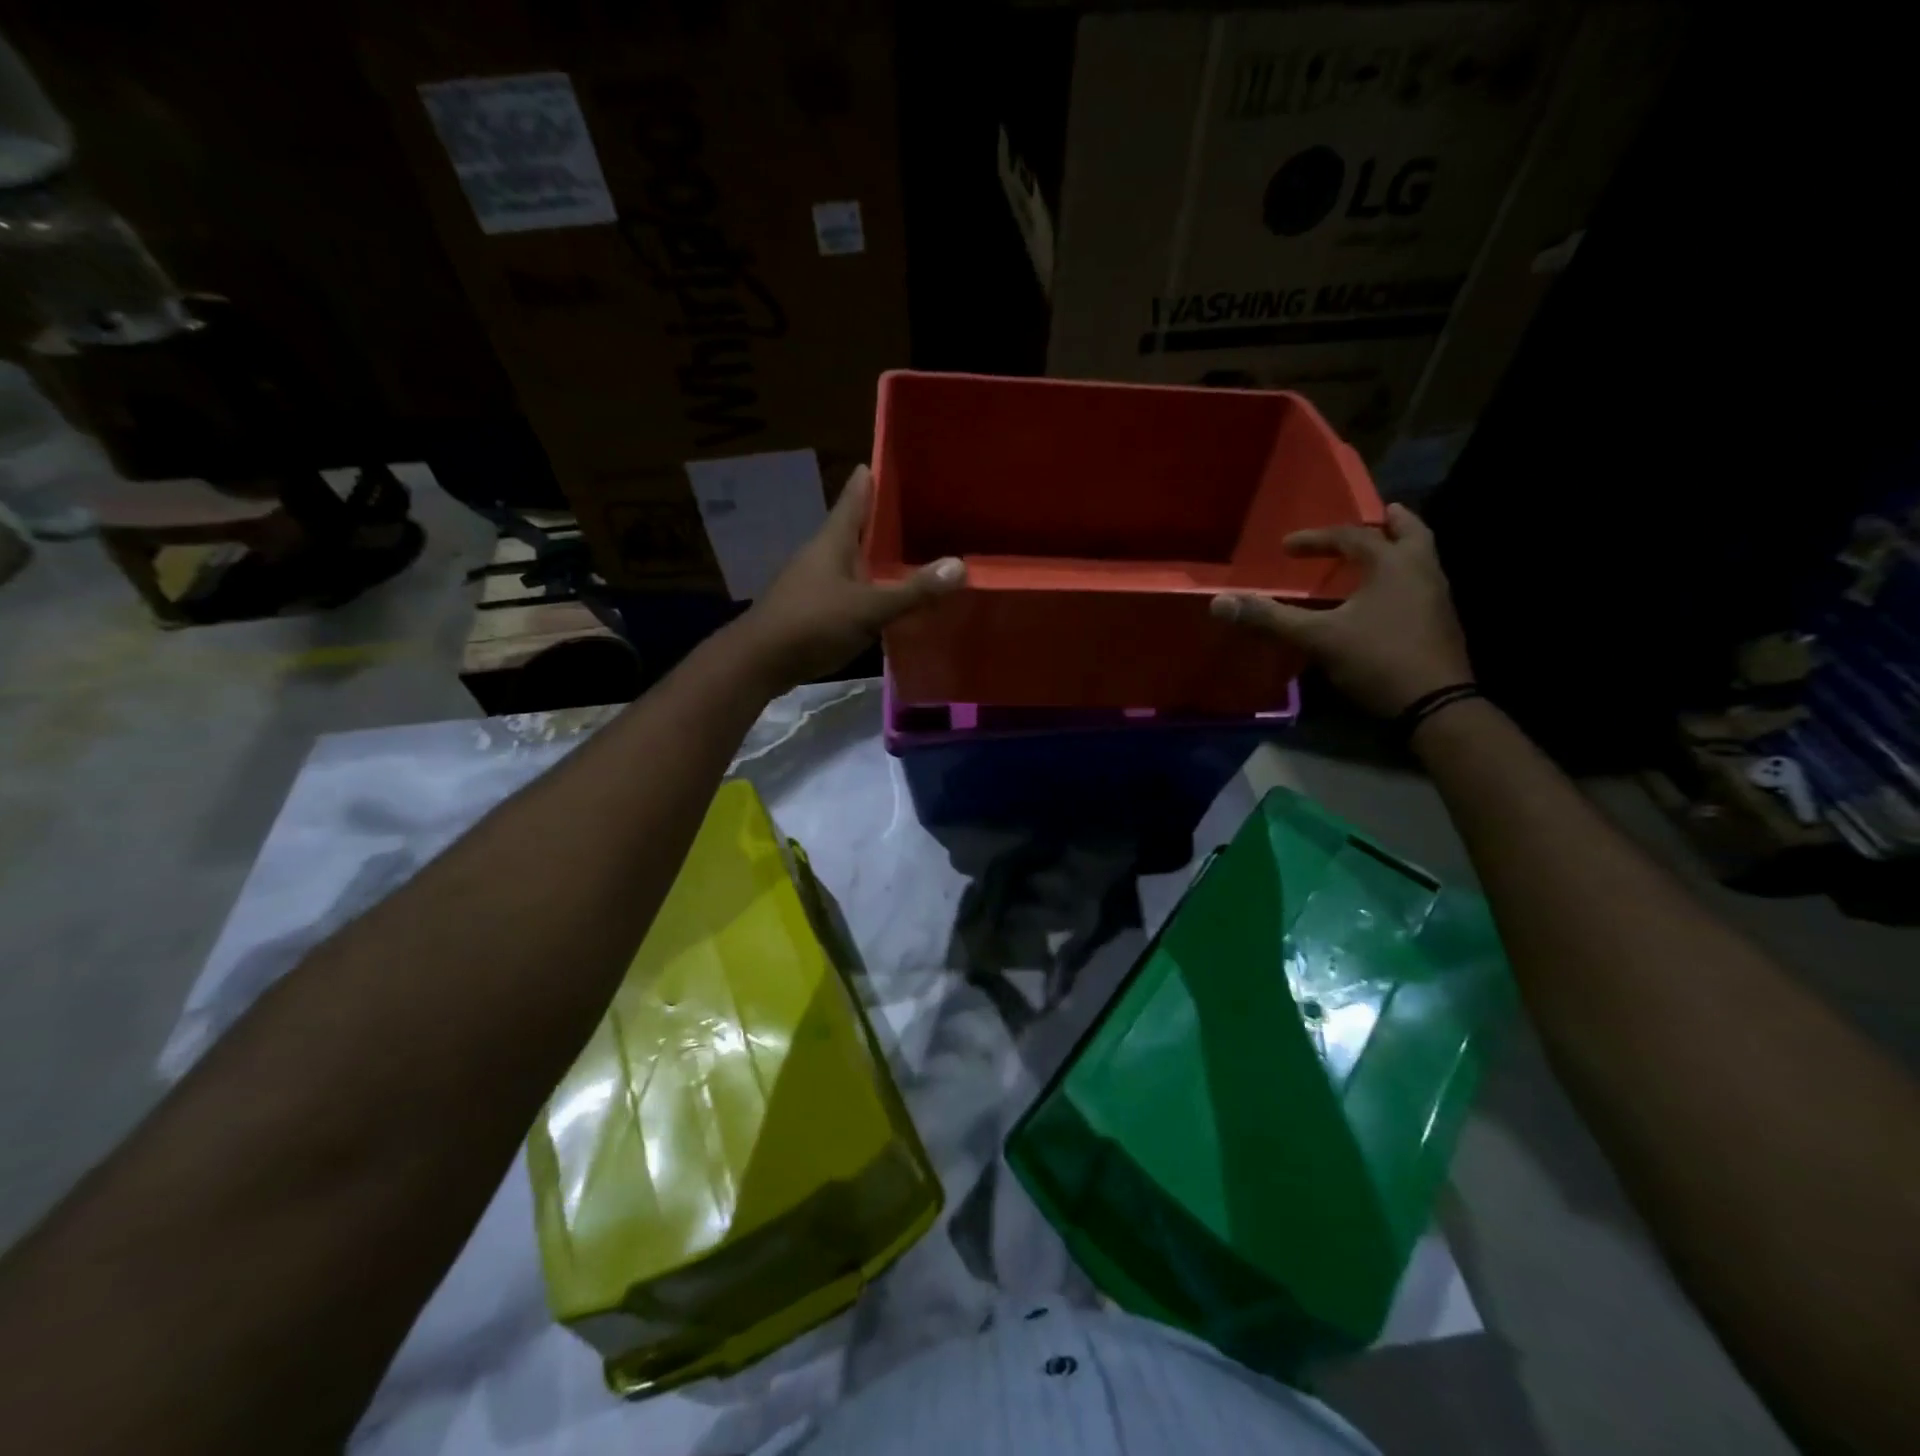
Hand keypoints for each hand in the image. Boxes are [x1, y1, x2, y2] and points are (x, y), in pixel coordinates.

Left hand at [733, 464, 963, 688]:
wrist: (759, 662)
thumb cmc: (812, 623)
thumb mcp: (868, 607)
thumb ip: (913, 590)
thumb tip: (960, 565)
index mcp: (832, 541)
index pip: (854, 498)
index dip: (870, 479)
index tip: (888, 461)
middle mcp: (821, 555)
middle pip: (854, 529)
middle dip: (880, 520)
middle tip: (916, 510)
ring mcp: (812, 583)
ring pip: (850, 561)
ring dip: (874, 557)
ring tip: (907, 554)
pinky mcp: (810, 609)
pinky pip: (846, 589)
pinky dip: (867, 587)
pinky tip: (884, 598)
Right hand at [1211, 504, 1471, 716]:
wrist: (1434, 705)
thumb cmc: (1376, 659)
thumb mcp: (1317, 638)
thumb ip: (1270, 618)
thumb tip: (1220, 602)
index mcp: (1393, 564)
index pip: (1352, 537)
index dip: (1316, 539)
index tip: (1287, 547)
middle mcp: (1422, 571)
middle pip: (1411, 533)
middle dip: (1390, 523)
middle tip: (1379, 514)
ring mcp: (1437, 598)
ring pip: (1421, 560)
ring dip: (1400, 550)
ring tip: (1379, 553)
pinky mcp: (1441, 624)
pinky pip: (1421, 586)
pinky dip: (1402, 579)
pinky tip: (1384, 598)